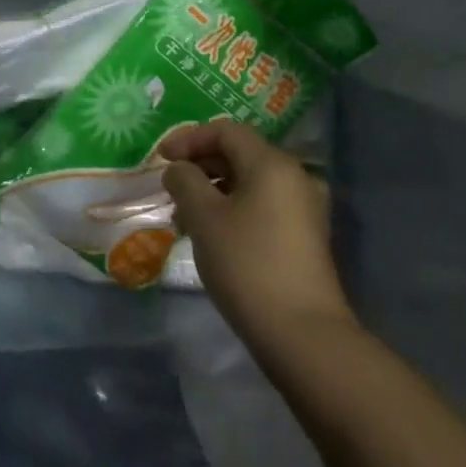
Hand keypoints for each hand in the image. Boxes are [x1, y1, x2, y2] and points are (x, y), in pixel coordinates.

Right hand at [161, 119, 353, 343]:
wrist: (303, 335)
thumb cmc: (247, 265)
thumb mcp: (204, 218)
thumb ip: (185, 182)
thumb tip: (178, 169)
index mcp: (272, 163)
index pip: (225, 131)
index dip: (188, 138)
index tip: (160, 158)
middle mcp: (294, 176)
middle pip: (240, 154)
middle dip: (200, 166)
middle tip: (169, 188)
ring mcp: (304, 208)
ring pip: (250, 182)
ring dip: (214, 190)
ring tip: (184, 217)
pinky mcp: (305, 236)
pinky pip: (263, 206)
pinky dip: (234, 209)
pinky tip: (212, 235)